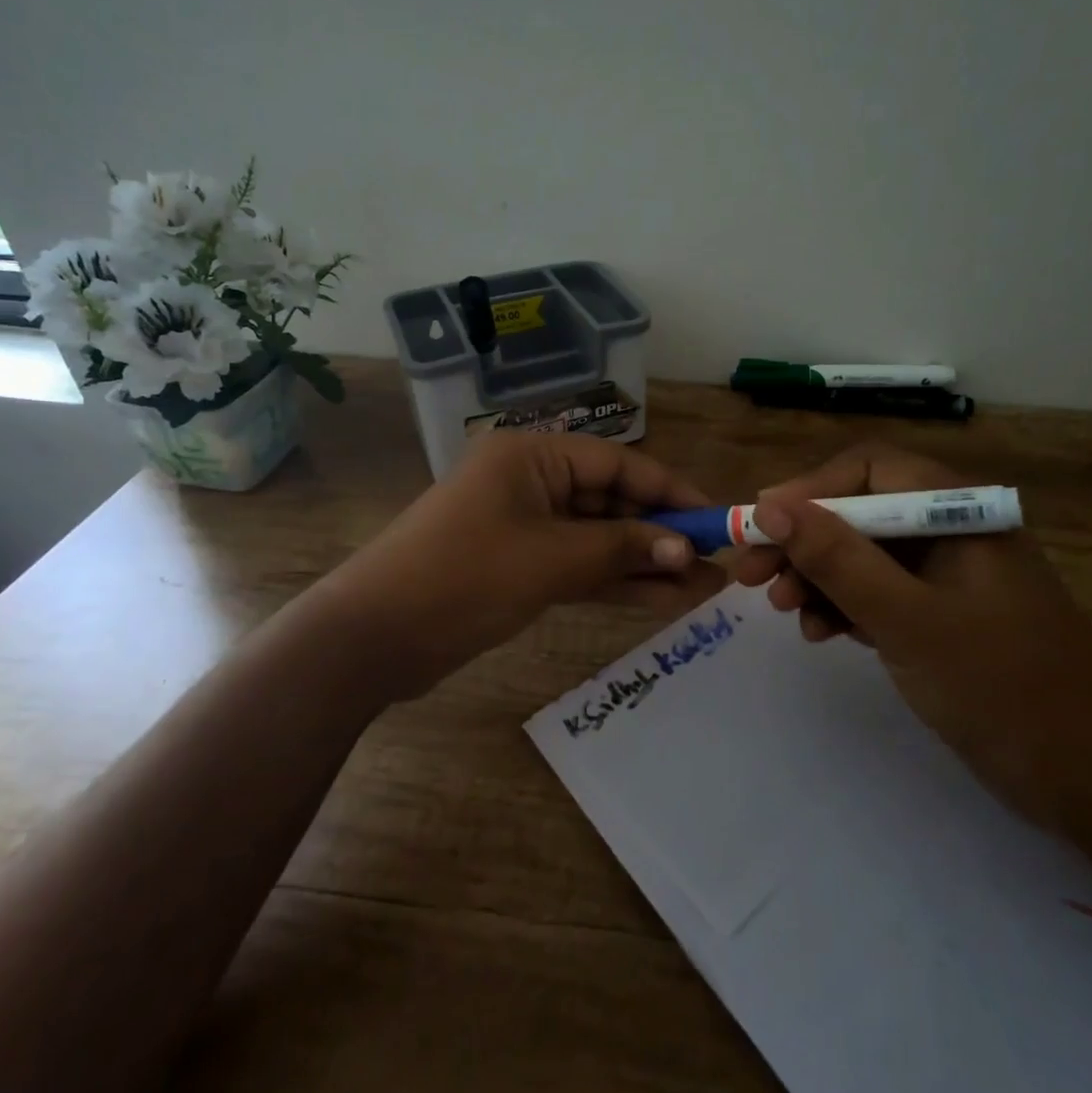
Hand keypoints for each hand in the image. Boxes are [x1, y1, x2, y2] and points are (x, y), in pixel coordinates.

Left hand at [327, 432, 725, 699]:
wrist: (374, 637)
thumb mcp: (552, 559)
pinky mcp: (517, 566)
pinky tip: (661, 599)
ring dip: (643, 563)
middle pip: (610, 501)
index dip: (670, 492)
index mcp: (532, 456)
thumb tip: (686, 551)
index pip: (618, 463)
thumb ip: (622, 549)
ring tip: (703, 589)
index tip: (714, 520)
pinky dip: (613, 581)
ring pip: (597, 539)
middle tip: (717, 563)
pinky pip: (577, 566)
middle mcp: (530, 481)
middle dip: (660, 534)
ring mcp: (523, 526)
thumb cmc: (464, 577)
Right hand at [731, 443, 1091, 875]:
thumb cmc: (1002, 686)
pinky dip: (844, 607)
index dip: (808, 490)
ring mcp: (947, 576)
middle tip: (750, 576)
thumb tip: (770, 507)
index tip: (760, 526)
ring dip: (817, 577)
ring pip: (863, 556)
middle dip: (803, 541)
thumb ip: (837, 558)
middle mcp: (950, 531)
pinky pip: (879, 594)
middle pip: (859, 512)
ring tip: (781, 611)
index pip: (868, 469)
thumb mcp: (907, 619)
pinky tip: (818, 632)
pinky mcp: (942, 615)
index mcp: (958, 512)